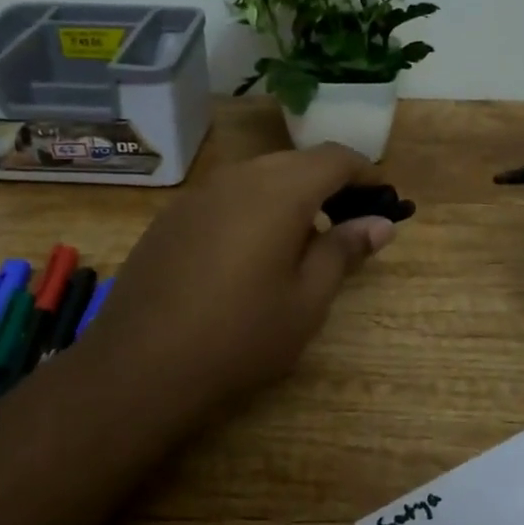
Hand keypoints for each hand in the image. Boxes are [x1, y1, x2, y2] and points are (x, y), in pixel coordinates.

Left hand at [81, 143, 397, 423]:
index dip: (365, 173)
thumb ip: (343, 251)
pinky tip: (249, 253)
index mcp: (279, 191)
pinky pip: (225, 196)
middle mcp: (238, 178)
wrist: (141, 366)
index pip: (334, 158)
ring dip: (289, 195)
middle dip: (328, 184)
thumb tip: (379, 223)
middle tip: (346, 224)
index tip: (382, 199)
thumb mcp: (307, 300)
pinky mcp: (171, 216)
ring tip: (300, 242)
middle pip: (295, 162)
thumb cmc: (241, 336)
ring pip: (257, 176)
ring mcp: (198, 194)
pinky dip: (252, 208)